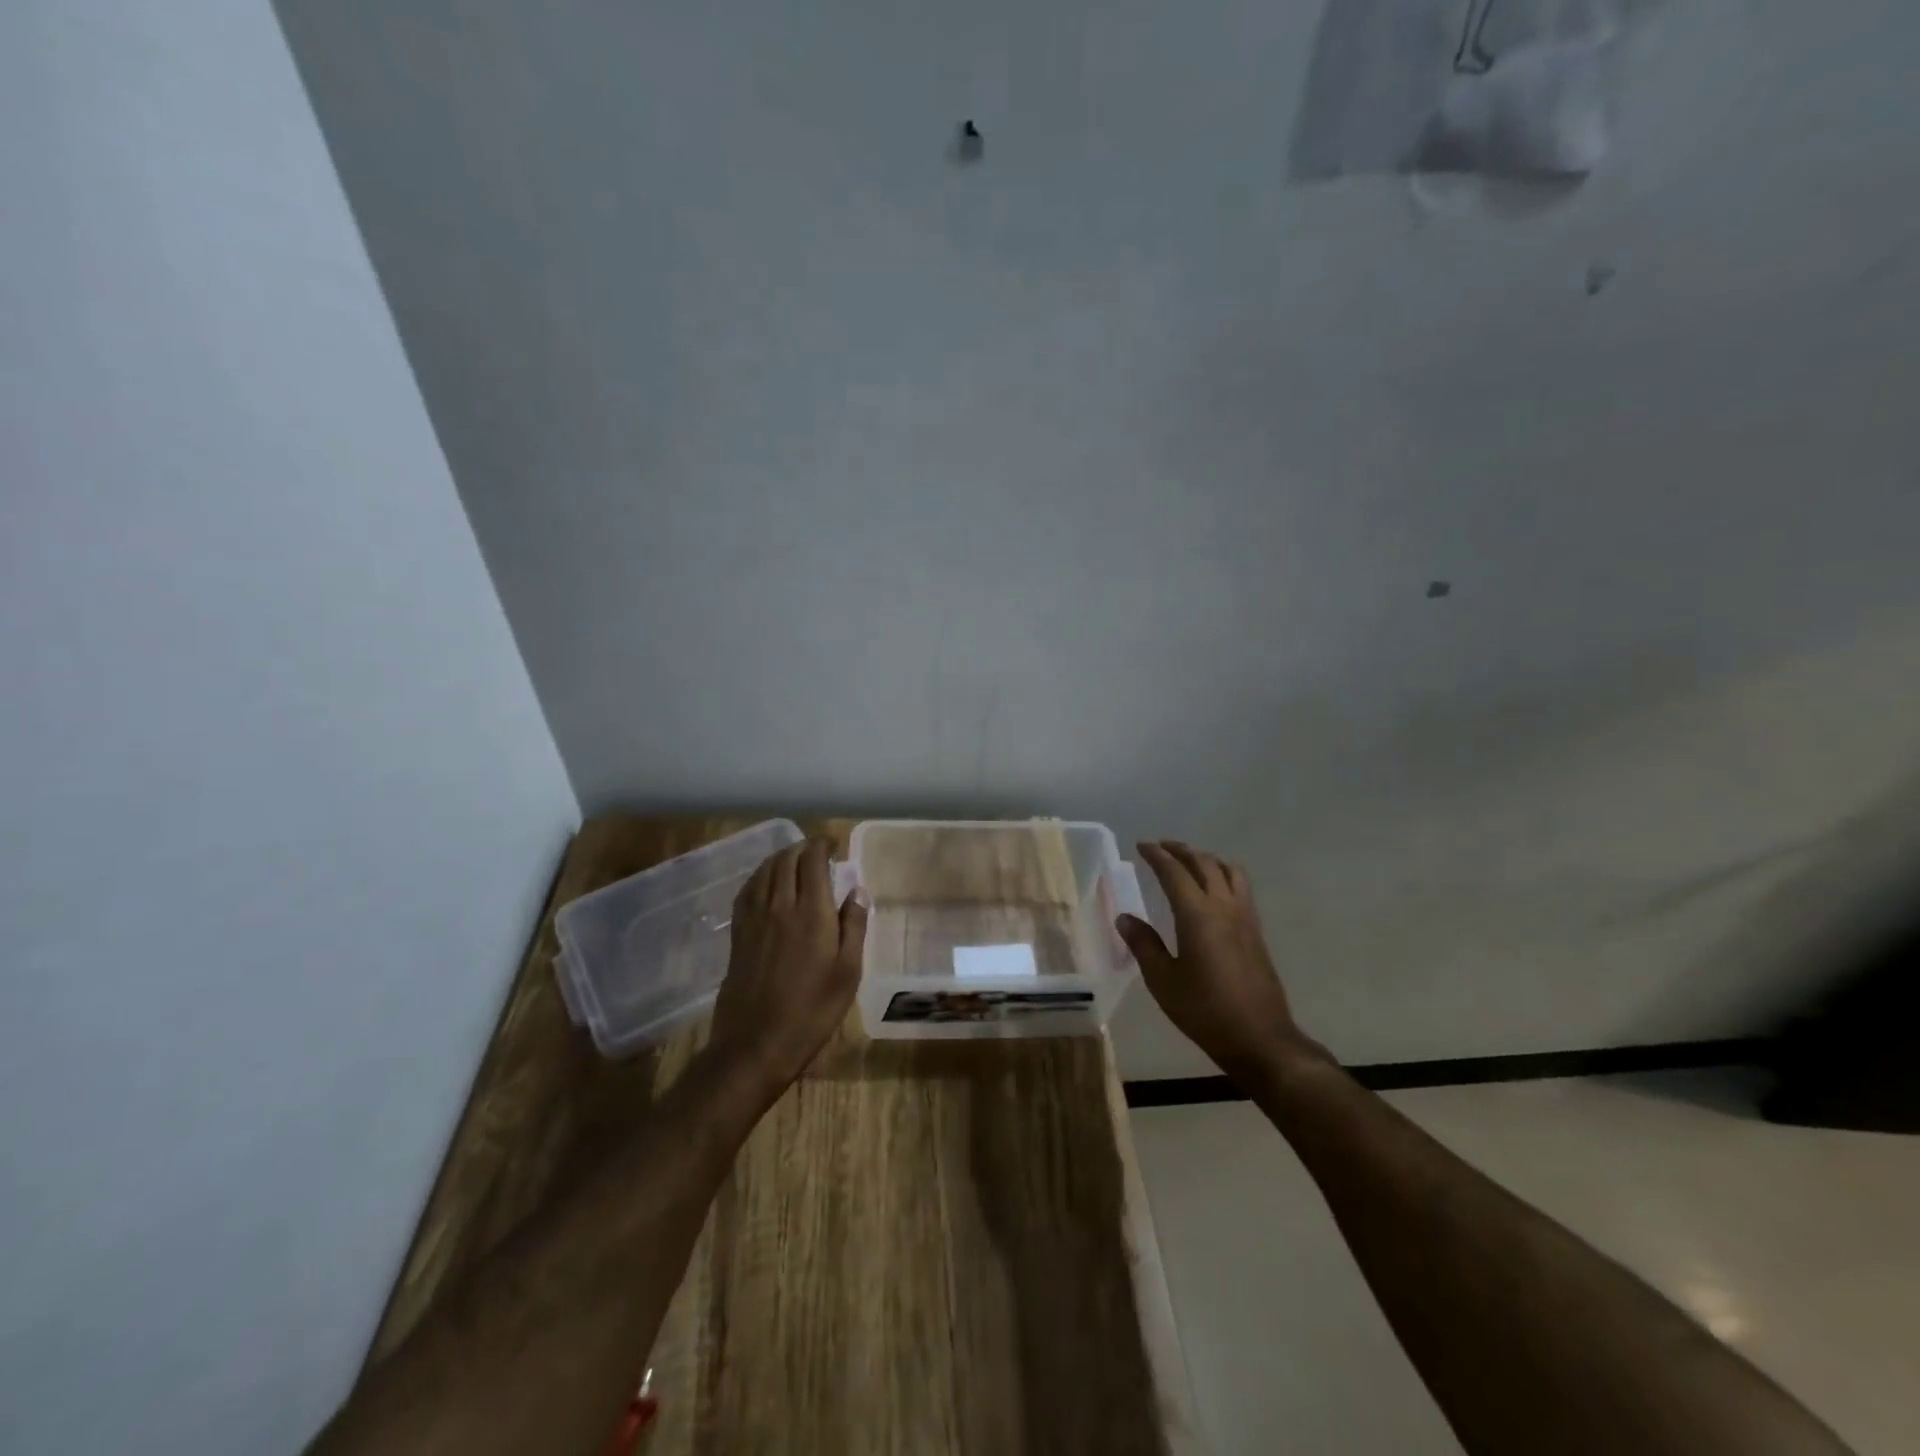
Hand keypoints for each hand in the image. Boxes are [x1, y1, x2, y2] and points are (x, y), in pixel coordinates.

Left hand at [709, 838, 866, 1092]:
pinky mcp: (738, 934)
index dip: (822, 845)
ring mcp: (754, 919)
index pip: (812, 861)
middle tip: (817, 850)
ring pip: (765, 872)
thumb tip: (857, 889)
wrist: (756, 1043)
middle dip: (802, 848)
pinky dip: (759, 876)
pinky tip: (766, 882)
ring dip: (781, 858)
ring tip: (794, 859)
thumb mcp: (848, 972)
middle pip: (786, 860)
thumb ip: (854, 926)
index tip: (833, 843)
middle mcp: (779, 906)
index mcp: (811, 913)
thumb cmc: (812, 1011)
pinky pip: (747, 891)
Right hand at [1117, 841, 1327, 1079]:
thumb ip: (1144, 945)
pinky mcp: (1256, 932)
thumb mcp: (1163, 980)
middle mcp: (1224, 907)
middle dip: (1181, 851)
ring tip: (1189, 862)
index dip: (1157, 855)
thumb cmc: (1205, 1011)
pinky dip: (1223, 875)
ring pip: (1228, 871)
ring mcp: (1245, 918)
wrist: (1260, 1038)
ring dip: (1206, 859)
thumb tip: (1125, 918)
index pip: (1175, 872)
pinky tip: (1214, 890)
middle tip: (1161, 847)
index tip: (1141, 845)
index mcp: (1198, 915)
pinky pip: (1240, 888)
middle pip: (1204, 864)